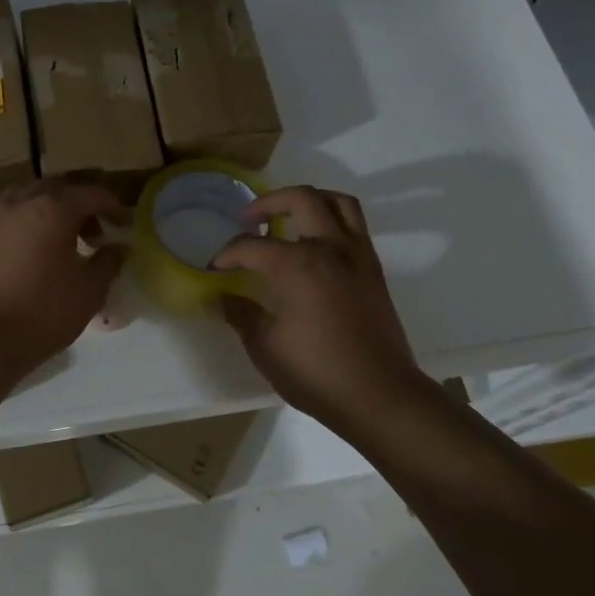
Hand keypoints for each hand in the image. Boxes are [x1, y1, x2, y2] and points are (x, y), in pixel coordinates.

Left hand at [0, 180, 129, 377]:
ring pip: (21, 195)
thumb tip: (119, 248)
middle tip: (92, 234)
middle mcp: (21, 202)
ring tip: (53, 234)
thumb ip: (108, 263)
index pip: (91, 194)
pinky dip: (5, 214)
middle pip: (56, 188)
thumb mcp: (90, 291)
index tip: (124, 222)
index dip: (113, 205)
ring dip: (43, 206)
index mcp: (55, 209)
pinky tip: (9, 229)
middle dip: (78, 205)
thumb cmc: (44, 313)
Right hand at [212, 185, 427, 433]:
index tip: (215, 268)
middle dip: (267, 203)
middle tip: (248, 219)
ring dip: (309, 200)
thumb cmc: (316, 372)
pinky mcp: (374, 269)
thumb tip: (223, 297)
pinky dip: (332, 220)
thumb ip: (241, 314)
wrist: (380, 396)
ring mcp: (357, 255)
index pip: (250, 246)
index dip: (227, 254)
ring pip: (337, 202)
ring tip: (288, 216)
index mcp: (296, 265)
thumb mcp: (265, 347)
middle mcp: (329, 248)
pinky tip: (315, 245)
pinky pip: (354, 225)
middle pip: (300, 199)